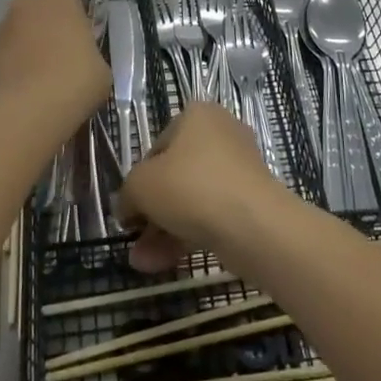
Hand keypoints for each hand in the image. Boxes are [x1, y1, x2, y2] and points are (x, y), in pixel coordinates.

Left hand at [0, 0, 110, 125]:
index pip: (73, 5)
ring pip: (24, 32)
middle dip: (51, 31)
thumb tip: (81, 60)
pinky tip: (27, 87)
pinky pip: (10, 53)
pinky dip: (17, 64)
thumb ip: (90, 54)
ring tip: (43, 78)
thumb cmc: (76, 79)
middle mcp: (30, 3)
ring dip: (31, 47)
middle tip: (63, 61)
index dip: (78, 27)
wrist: (31, 107)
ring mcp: (5, 25)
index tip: (83, 48)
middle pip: (44, 14)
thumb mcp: (101, 67)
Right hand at [116, 101, 290, 273]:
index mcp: (197, 116)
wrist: (254, 225)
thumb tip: (127, 208)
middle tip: (135, 238)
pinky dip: (187, 236)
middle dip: (151, 212)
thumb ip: (128, 193)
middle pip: (175, 176)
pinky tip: (162, 264)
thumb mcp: (142, 185)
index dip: (139, 180)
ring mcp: (239, 170)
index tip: (129, 209)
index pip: (157, 147)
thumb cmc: (191, 187)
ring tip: (142, 262)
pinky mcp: (251, 202)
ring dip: (164, 231)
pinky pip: (211, 215)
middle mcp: (221, 135)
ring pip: (192, 200)